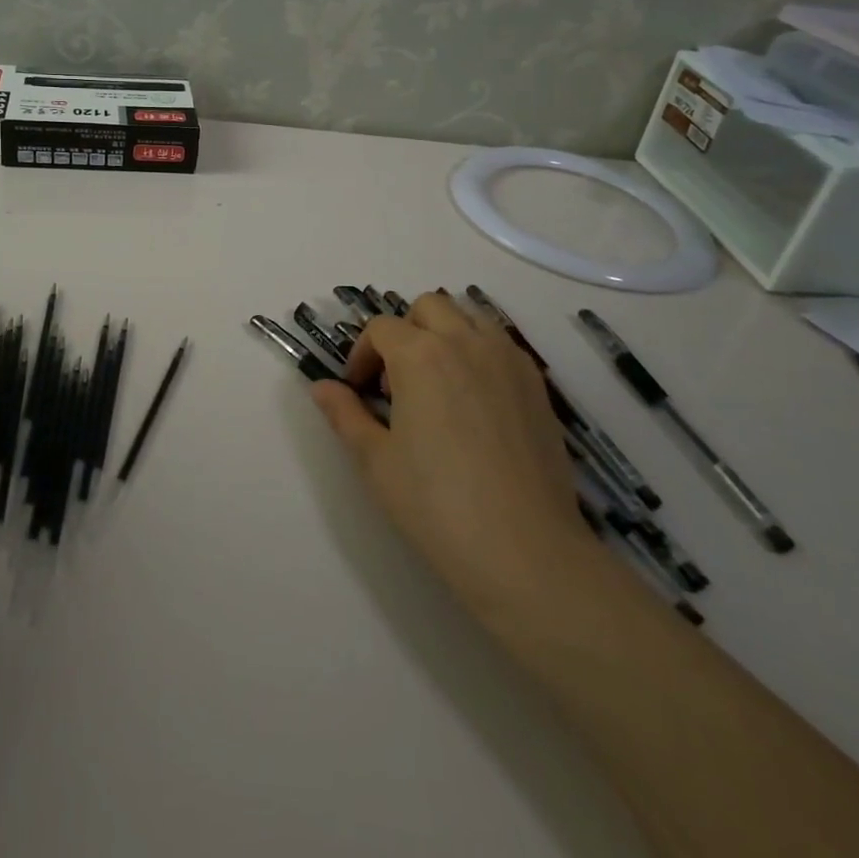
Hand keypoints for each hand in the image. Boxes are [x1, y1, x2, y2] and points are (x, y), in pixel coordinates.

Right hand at [310, 292, 596, 611]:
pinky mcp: (537, 385)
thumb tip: (321, 387)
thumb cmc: (436, 504)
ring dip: (445, 334)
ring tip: (438, 384)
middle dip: (405, 331)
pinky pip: (501, 345)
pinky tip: (475, 402)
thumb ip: (345, 414)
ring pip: (469, 317)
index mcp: (420, 356)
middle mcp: (466, 342)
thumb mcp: (375, 461)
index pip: (381, 328)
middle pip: (428, 307)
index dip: (362, 355)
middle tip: (397, 381)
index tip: (359, 391)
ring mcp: (507, 360)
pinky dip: (479, 353)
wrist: (524, 550)